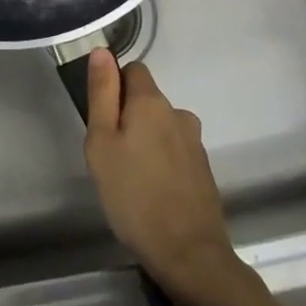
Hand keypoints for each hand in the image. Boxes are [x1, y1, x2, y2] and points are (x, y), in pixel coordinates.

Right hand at [82, 52, 237, 300]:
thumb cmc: (133, 195)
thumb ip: (102, 94)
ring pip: (161, 127)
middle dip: (127, 118)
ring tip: (131, 179)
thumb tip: (102, 51)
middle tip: (110, 157)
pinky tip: (152, 192)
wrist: (188, 253)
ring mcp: (195, 142)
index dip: (113, 87)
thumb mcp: (102, 143)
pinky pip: (175, 151)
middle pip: (147, 100)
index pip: (133, 70)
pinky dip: (161, 162)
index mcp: (152, 102)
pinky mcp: (203, 169)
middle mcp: (179, 113)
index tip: (102, 120)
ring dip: (145, 141)